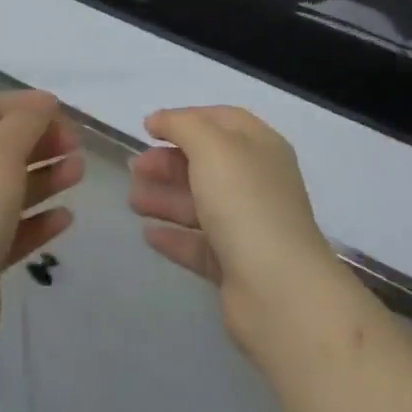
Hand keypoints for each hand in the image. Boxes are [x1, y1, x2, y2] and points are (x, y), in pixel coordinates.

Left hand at [0, 91, 82, 366]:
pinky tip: (66, 217)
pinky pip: (16, 227)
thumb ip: (27, 121)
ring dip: (47, 177)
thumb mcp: (2, 150)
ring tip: (79, 173)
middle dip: (42, 142)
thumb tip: (44, 101)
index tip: (64, 111)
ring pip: (13, 187)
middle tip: (76, 146)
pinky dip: (40, 219)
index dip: (27, 105)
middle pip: (5, 147)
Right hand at [130, 106, 344, 357]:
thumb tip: (159, 119)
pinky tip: (148, 235)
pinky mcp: (237, 267)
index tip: (149, 128)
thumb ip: (182, 125)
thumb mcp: (211, 146)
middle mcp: (258, 183)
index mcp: (260, 147)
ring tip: (132, 201)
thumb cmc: (244, 203)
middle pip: (207, 163)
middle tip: (134, 168)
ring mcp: (249, 227)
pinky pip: (199, 244)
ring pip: (200, 204)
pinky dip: (174, 236)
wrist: (278, 291)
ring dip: (165, 197)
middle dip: (168, 162)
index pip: (221, 121)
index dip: (185, 119)